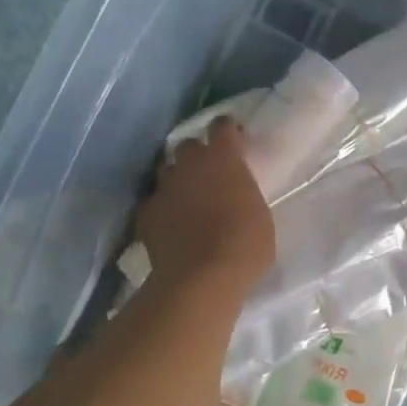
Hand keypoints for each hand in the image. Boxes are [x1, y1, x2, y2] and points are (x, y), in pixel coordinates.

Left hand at [134, 117, 274, 292]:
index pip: (222, 127)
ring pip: (166, 171)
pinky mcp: (146, 213)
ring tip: (187, 199)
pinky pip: (153, 202)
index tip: (234, 140)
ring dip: (177, 180)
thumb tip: (237, 197)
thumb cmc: (245, 246)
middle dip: (197, 156)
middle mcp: (190, 165)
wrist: (202, 278)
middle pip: (188, 146)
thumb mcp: (260, 216)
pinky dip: (161, 208)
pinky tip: (170, 224)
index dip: (227, 131)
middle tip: (209, 174)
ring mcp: (164, 188)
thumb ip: (245, 196)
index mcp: (224, 159)